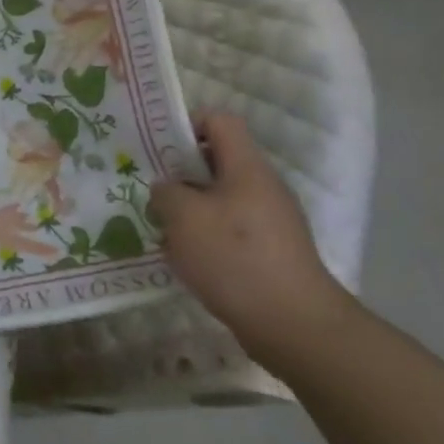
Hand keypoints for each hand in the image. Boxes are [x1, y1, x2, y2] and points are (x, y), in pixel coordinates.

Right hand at [150, 112, 355, 372]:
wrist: (291, 323)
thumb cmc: (234, 257)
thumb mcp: (184, 217)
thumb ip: (166, 193)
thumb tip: (167, 189)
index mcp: (247, 167)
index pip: (219, 121)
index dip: (186, 124)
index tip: (157, 147)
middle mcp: (262, 186)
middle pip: (216, 161)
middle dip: (180, 174)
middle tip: (151, 191)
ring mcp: (269, 220)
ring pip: (219, 198)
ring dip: (189, 210)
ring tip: (162, 230)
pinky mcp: (269, 251)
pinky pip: (229, 229)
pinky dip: (205, 237)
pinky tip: (185, 259)